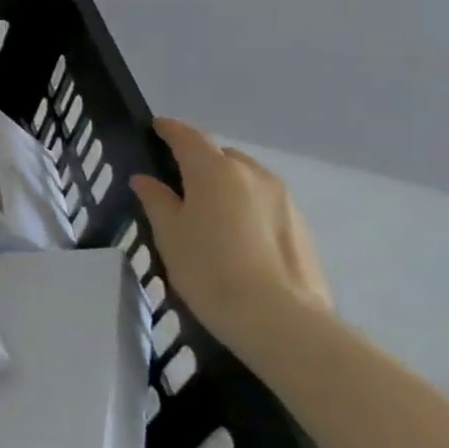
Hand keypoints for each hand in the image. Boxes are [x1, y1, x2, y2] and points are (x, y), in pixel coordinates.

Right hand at [130, 118, 332, 359]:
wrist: (279, 320)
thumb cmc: (209, 269)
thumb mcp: (168, 233)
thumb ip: (156, 200)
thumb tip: (147, 180)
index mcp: (215, 170)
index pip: (187, 136)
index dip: (168, 130)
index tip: (155, 128)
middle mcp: (253, 175)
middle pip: (221, 156)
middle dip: (199, 161)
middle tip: (177, 182)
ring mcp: (284, 201)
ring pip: (247, 179)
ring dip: (226, 185)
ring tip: (206, 212)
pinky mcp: (302, 228)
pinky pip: (264, 204)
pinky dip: (246, 208)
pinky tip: (234, 236)